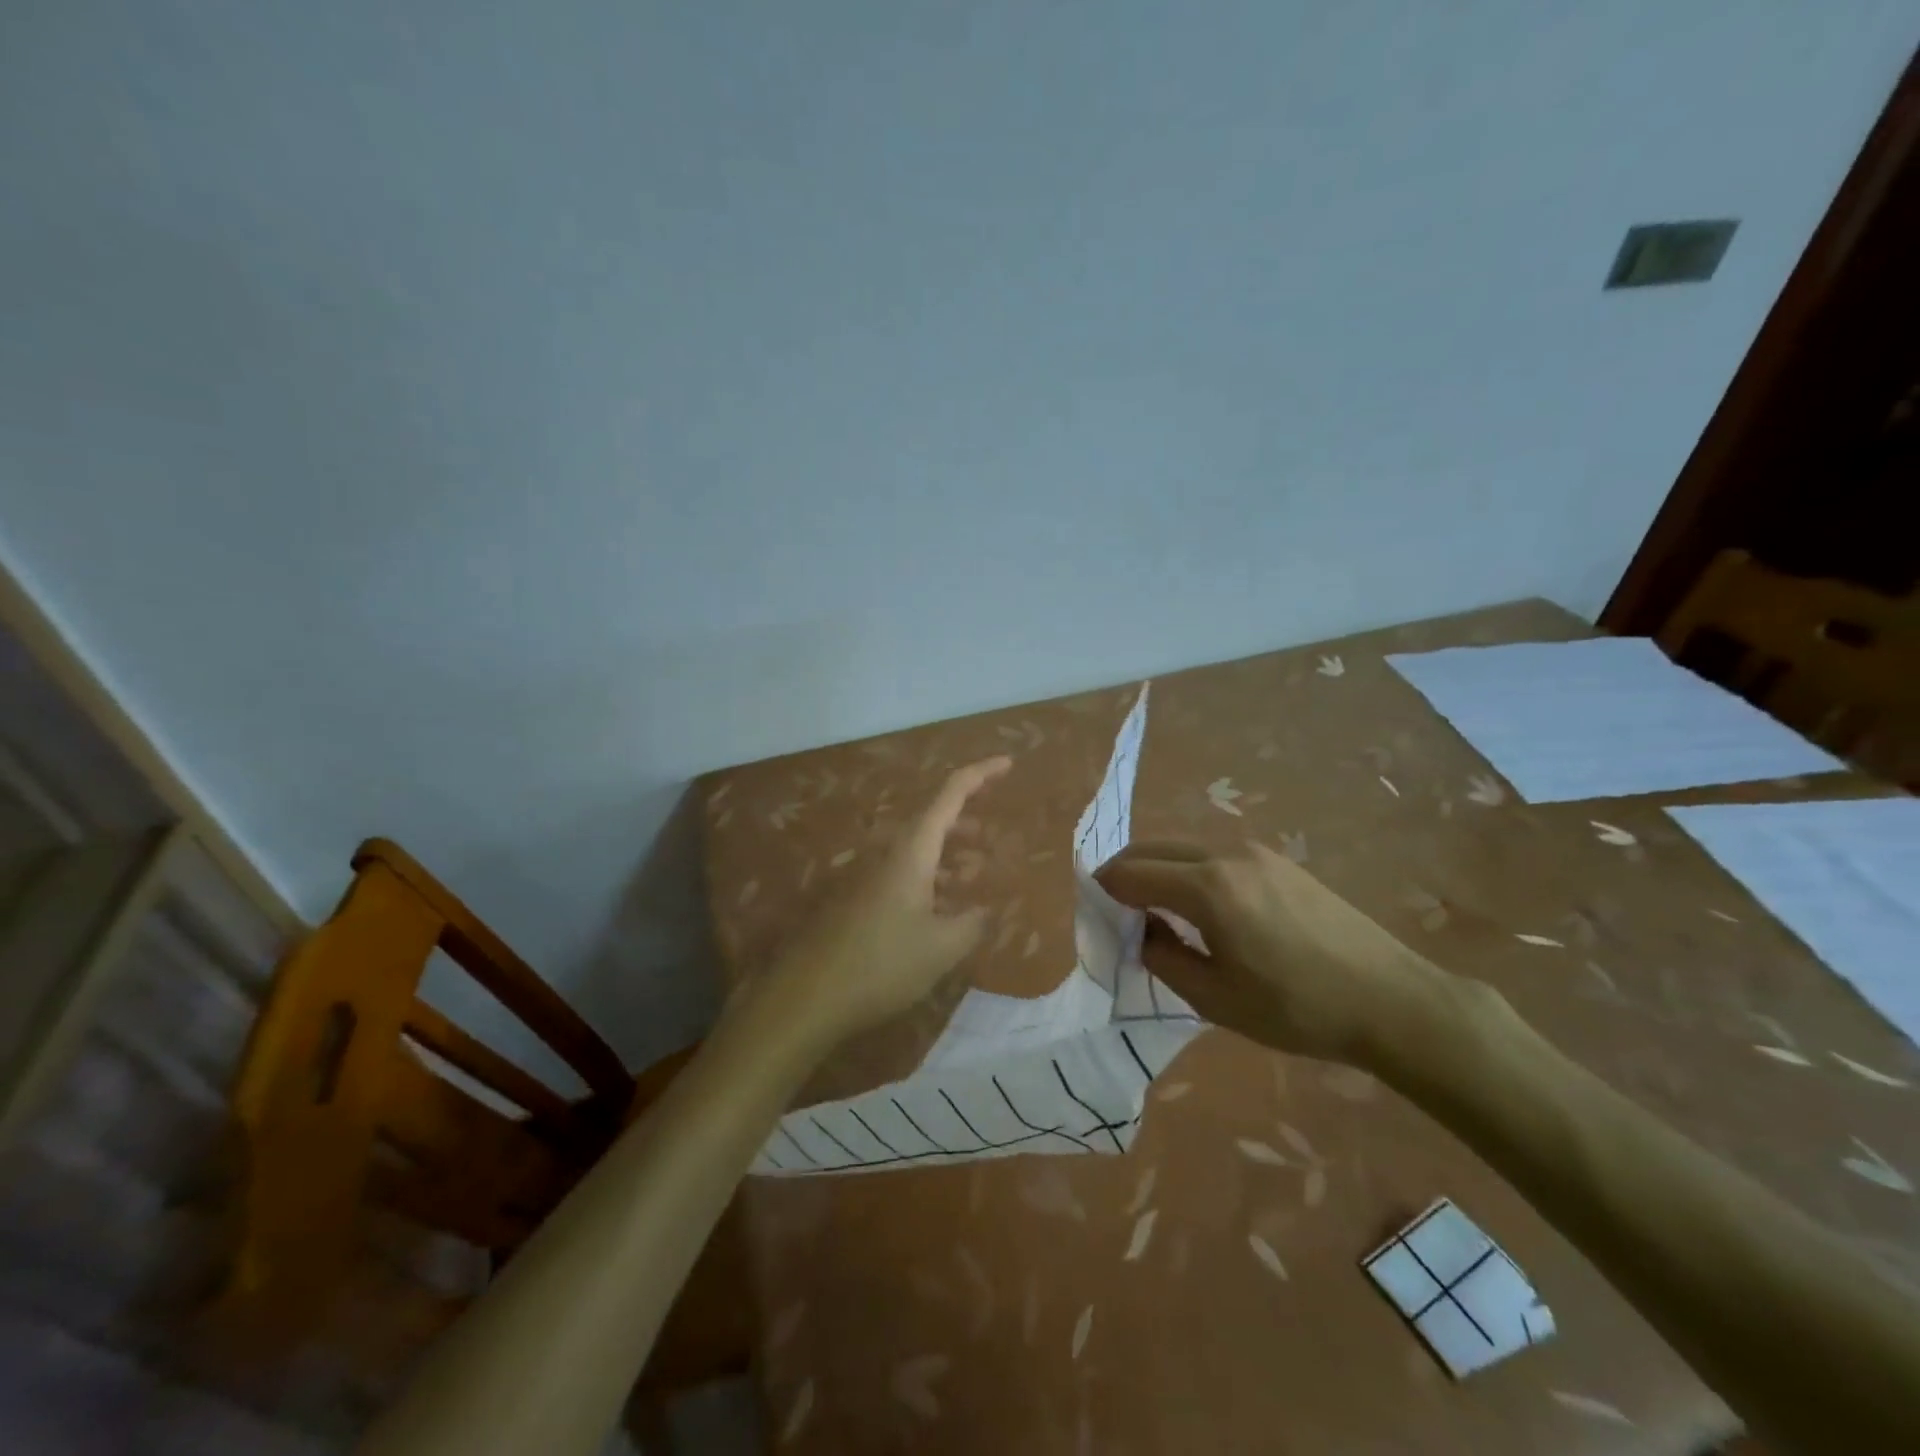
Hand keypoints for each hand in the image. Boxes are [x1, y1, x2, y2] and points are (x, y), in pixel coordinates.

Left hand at [754, 757, 1012, 1051]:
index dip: (980, 774)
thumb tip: (984, 911)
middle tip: (993, 835)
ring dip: (949, 854)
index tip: (1008, 763)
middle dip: (966, 821)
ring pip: (917, 850)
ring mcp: (870, 877)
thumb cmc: (882, 964)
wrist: (807, 997)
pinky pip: (903, 875)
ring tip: (975, 873)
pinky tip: (942, 909)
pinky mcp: (860, 902)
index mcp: (912, 852)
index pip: (950, 795)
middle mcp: (889, 855)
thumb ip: (972, 923)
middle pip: (932, 821)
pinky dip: (930, 879)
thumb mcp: (942, 947)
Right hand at [1096, 840, 1471, 1066]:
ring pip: (1183, 847)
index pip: (1131, 873)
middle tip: (1115, 910)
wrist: (1392, 1001)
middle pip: (1152, 848)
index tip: (1093, 914)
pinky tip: (1203, 908)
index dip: (1103, 890)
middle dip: (1124, 872)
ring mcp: (1256, 852)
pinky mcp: (1279, 861)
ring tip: (1157, 912)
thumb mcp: (1215, 998)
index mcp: (1206, 887)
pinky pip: (1214, 855)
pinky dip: (1189, 871)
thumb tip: (1143, 932)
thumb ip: (1164, 958)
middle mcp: (1226, 854)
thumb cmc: (1297, 1008)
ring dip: (1157, 870)